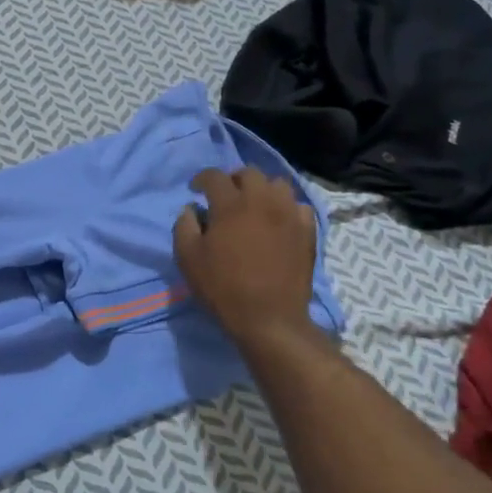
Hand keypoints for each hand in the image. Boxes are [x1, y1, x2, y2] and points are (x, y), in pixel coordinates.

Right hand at [174, 168, 319, 349]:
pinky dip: (286, 208)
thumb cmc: (223, 288)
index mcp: (231, 205)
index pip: (214, 176)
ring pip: (277, 184)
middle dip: (233, 179)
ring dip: (262, 189)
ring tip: (254, 206)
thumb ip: (184, 226)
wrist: (270, 319)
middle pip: (249, 173)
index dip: (201, 179)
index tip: (195, 190)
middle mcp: (262, 200)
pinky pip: (298, 206)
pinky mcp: (307, 231)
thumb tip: (191, 209)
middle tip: (225, 196)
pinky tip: (278, 222)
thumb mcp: (188, 259)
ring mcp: (289, 214)